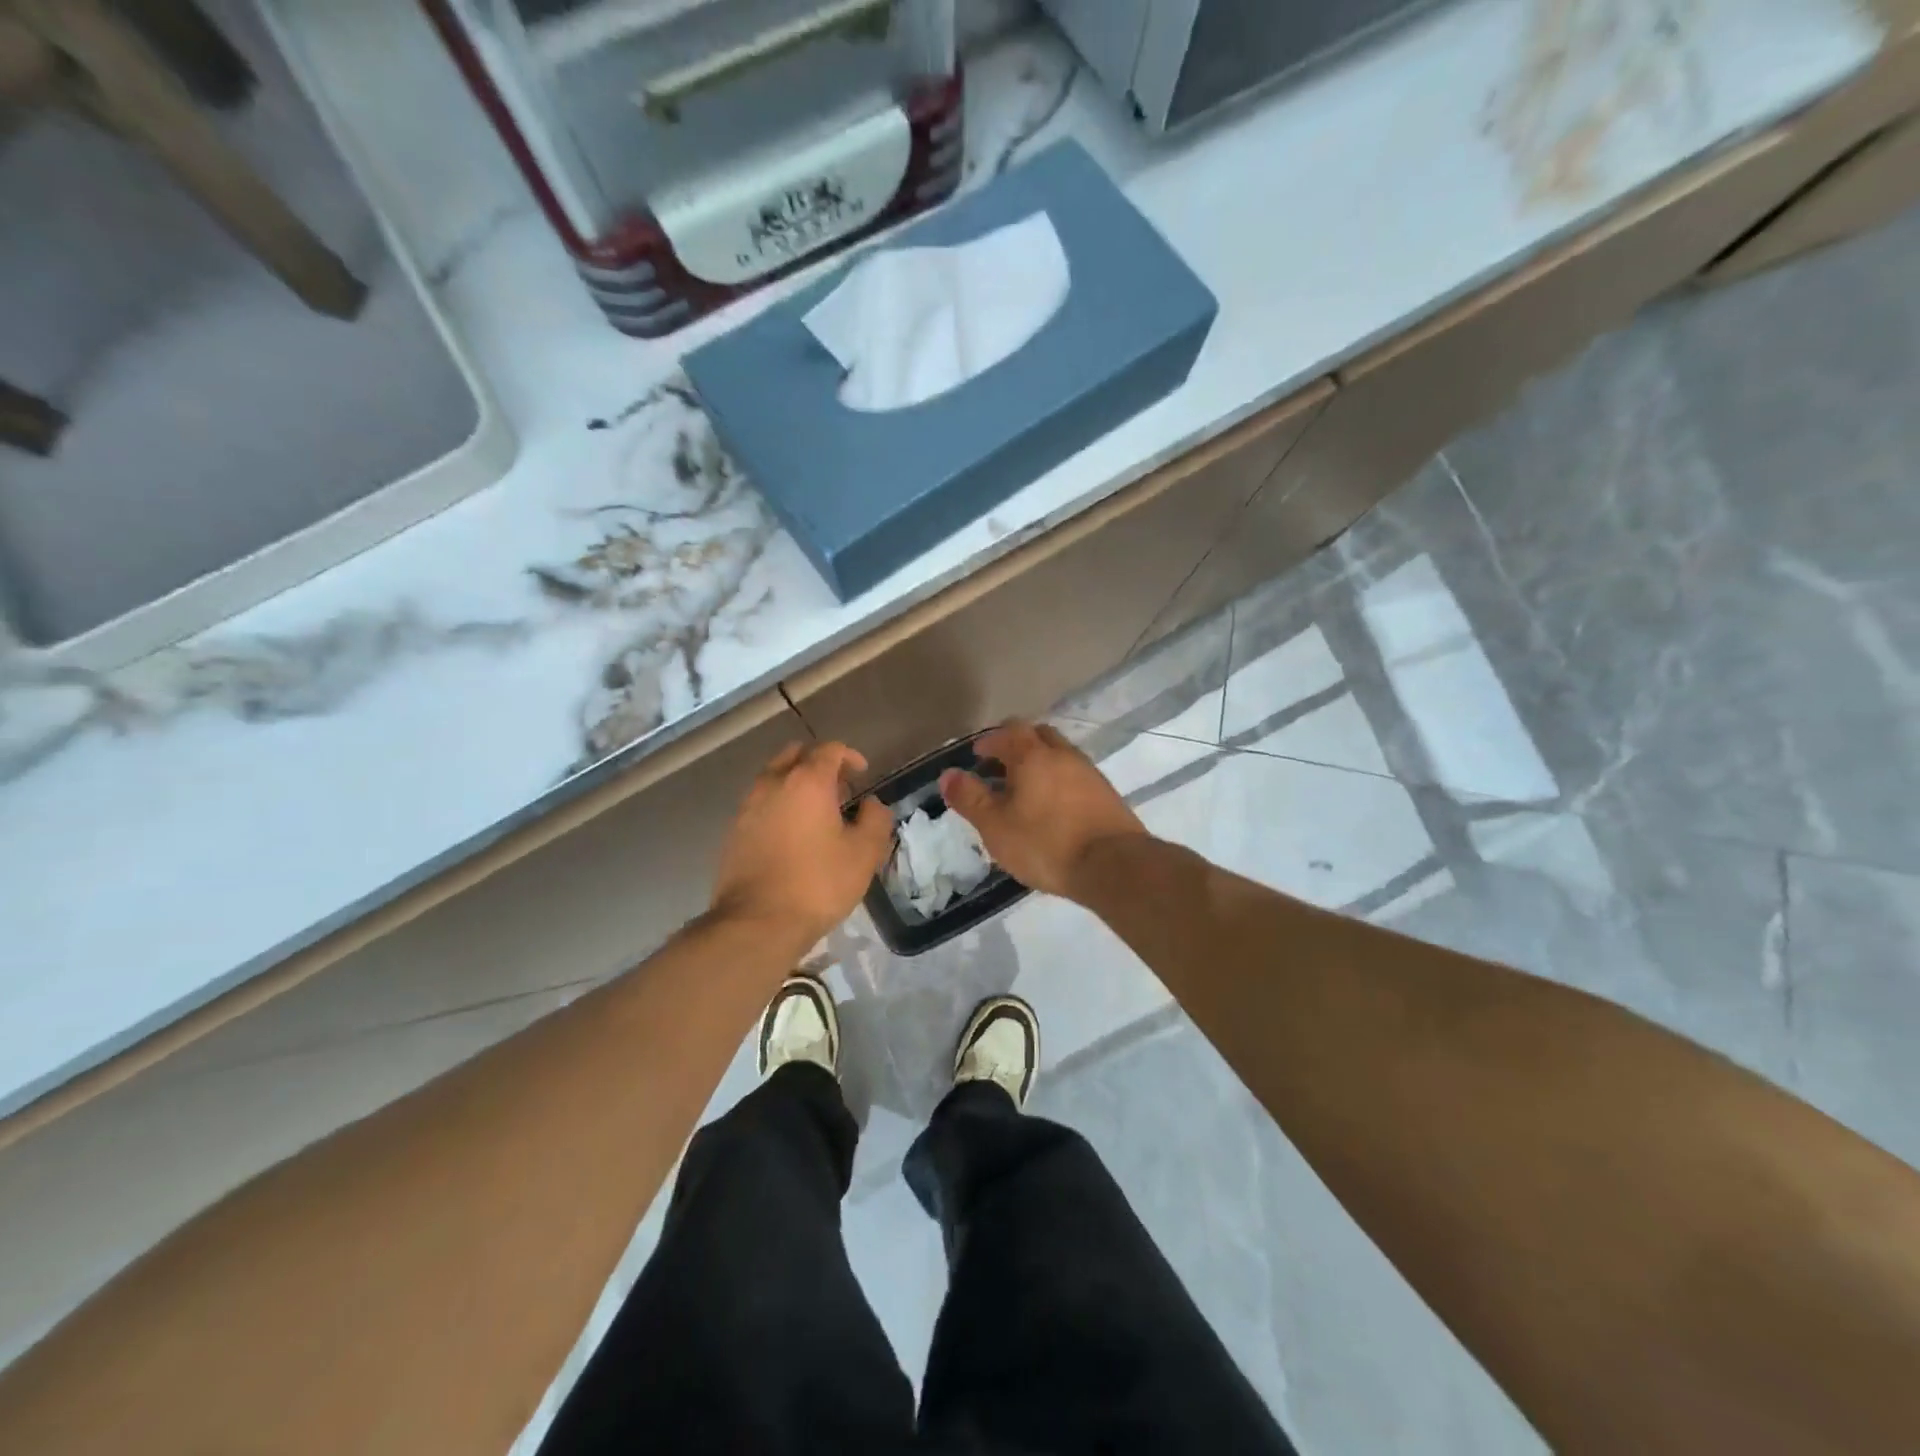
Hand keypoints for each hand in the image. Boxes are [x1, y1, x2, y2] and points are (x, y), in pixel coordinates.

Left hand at [711, 741, 892, 947]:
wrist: (757, 922)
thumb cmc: (818, 883)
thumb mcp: (864, 853)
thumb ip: (875, 819)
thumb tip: (871, 804)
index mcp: (807, 781)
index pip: (829, 749)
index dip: (849, 756)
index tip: (862, 773)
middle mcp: (773, 783)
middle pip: (796, 755)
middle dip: (819, 764)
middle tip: (838, 789)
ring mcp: (747, 806)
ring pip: (773, 778)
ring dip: (796, 784)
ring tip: (815, 813)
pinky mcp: (733, 830)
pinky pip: (760, 803)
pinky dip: (778, 805)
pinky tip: (791, 834)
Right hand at [938, 721, 1148, 901]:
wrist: (1113, 866)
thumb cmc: (1045, 843)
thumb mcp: (995, 826)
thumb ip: (970, 798)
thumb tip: (948, 774)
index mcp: (1033, 755)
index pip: (1009, 731)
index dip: (990, 741)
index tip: (977, 757)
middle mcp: (1063, 755)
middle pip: (1038, 735)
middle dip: (1017, 745)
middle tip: (1000, 768)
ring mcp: (1089, 772)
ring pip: (1060, 755)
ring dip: (1040, 764)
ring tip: (1025, 791)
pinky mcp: (1106, 794)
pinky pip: (1075, 776)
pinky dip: (1059, 782)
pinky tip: (1052, 808)